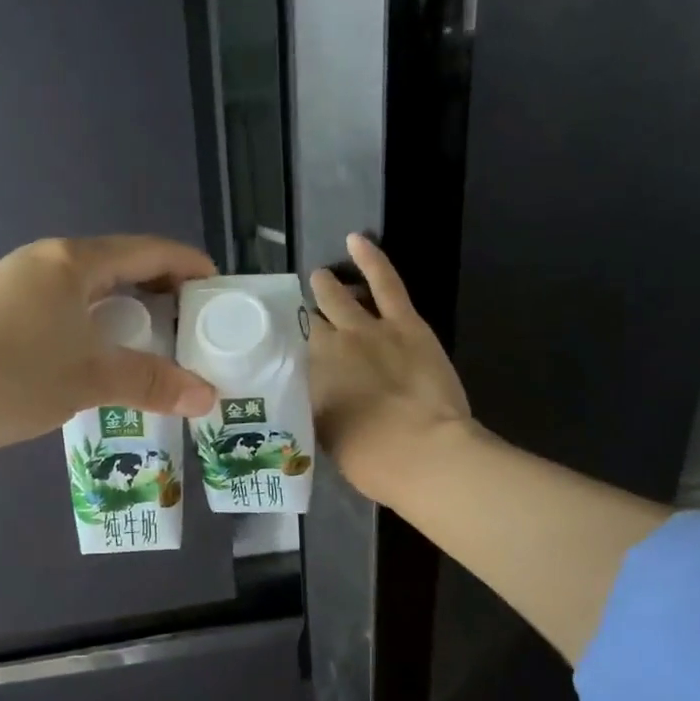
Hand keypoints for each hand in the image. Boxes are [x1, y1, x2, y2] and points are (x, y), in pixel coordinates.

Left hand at [0, 236, 217, 452]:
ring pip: (85, 291)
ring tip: (147, 347)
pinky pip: (59, 309)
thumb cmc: (8, 373)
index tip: (217, 288)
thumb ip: (150, 383)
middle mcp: (43, 262)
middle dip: (158, 292)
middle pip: (117, 266)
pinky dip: (90, 326)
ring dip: (122, 313)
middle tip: (188, 326)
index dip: (187, 265)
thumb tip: (208, 397)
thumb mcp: (88, 379)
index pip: (147, 250)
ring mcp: (12, 285)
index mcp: (73, 262)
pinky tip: (91, 360)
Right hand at [309, 234, 471, 507]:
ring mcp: (365, 329)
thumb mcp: (328, 439)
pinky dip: (370, 258)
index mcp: (308, 380)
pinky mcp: (403, 322)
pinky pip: (384, 281)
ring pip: (337, 297)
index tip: (276, 345)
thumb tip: (315, 394)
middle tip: (296, 314)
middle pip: (307, 324)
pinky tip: (356, 239)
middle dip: (299, 317)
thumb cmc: (372, 461)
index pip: (287, 354)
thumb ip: (318, 408)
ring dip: (325, 286)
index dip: (282, 347)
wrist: (422, 452)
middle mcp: (327, 348)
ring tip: (318, 277)